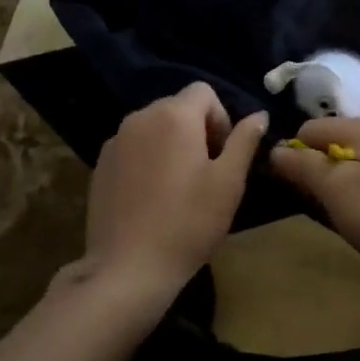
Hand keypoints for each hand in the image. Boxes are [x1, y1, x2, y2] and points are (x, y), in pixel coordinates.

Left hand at [84, 83, 267, 293]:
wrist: (128, 269)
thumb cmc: (188, 223)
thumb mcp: (228, 182)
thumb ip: (244, 141)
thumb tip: (259, 115)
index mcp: (174, 115)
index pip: (203, 92)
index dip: (220, 118)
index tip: (222, 155)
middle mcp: (140, 117)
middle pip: (177, 107)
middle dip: (197, 130)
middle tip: (205, 173)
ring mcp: (115, 140)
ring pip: (154, 127)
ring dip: (171, 144)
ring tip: (178, 186)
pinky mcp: (100, 165)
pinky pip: (133, 147)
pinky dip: (147, 159)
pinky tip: (152, 197)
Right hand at [268, 116, 359, 279]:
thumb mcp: (335, 191)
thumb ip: (304, 166)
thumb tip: (276, 148)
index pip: (311, 128)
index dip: (296, 156)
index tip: (296, 189)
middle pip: (339, 143)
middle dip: (325, 172)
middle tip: (326, 207)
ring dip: (349, 184)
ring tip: (355, 217)